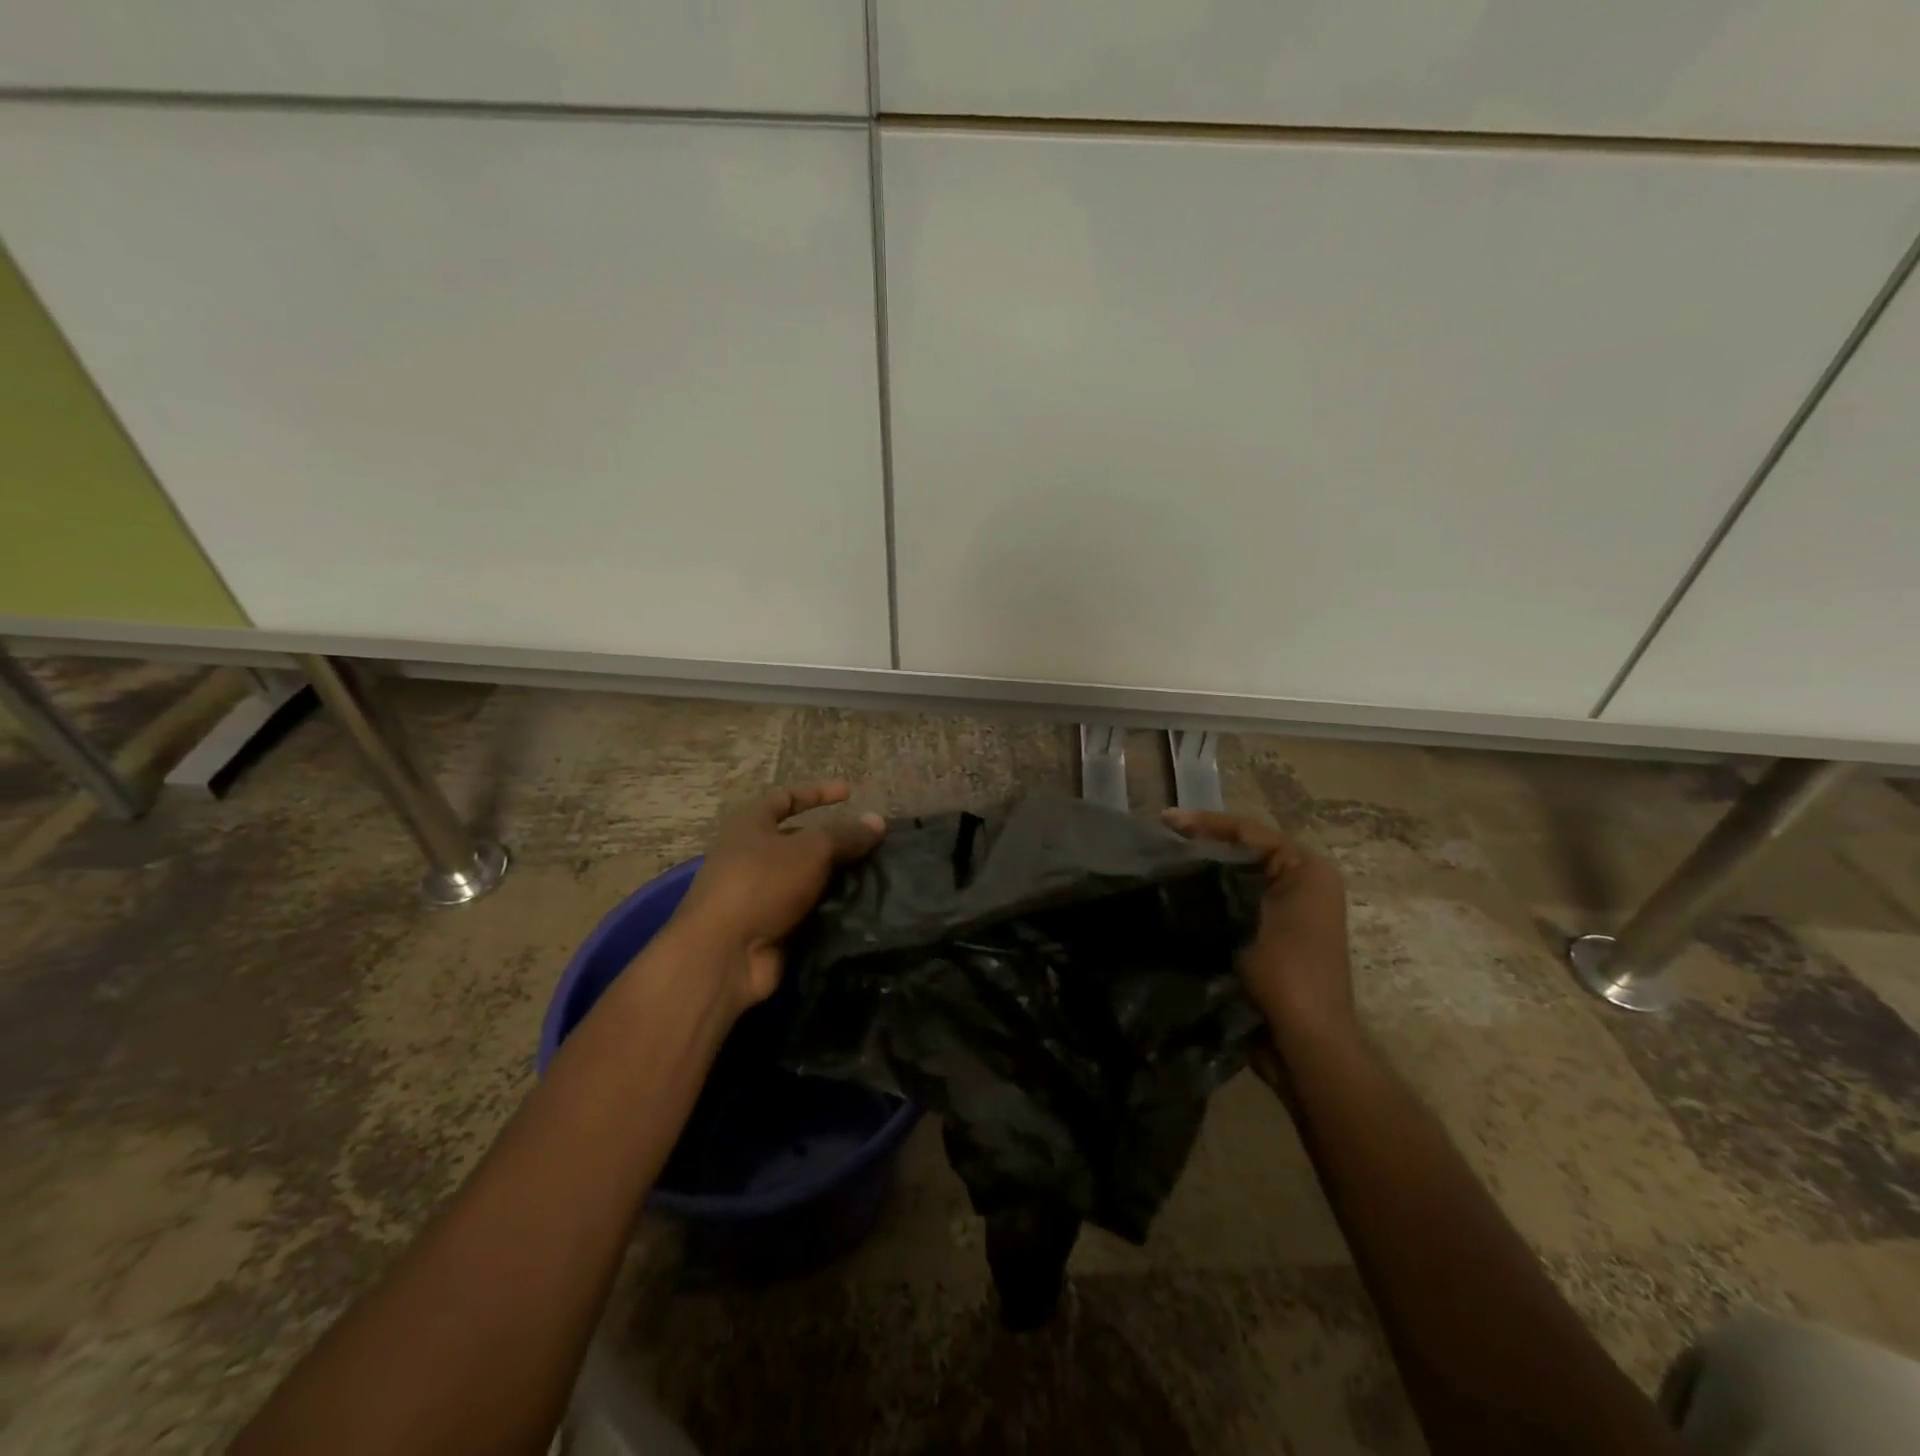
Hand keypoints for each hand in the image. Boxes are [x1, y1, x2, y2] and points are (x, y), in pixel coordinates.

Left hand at [674, 782, 885, 1015]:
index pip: (787, 798)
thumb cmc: (762, 883)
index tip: (851, 794)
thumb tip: (878, 822)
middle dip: (836, 842)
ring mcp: (760, 894)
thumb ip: (846, 835)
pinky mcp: (771, 927)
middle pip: (800, 841)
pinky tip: (863, 908)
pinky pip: (808, 910)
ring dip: (838, 878)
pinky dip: (832, 909)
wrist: (725, 954)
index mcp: (750, 825)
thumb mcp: (811, 850)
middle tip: (874, 846)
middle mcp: (751, 856)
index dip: (818, 793)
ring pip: (808, 878)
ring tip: (877, 877)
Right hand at [1162, 809, 1353, 1041]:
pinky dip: (1208, 899)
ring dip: (1201, 873)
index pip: (1247, 832)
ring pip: (1235, 878)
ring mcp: (1287, 913)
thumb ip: (1217, 882)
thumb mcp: (1247, 917)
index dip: (1203, 822)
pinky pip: (1234, 904)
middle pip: (1241, 851)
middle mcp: (1301, 884)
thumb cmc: (1284, 975)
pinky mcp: (1271, 937)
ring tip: (1159, 865)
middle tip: (1155, 841)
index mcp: (1305, 869)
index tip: (1162, 821)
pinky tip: (1175, 899)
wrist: (1305, 1046)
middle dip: (1199, 845)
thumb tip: (1175, 858)